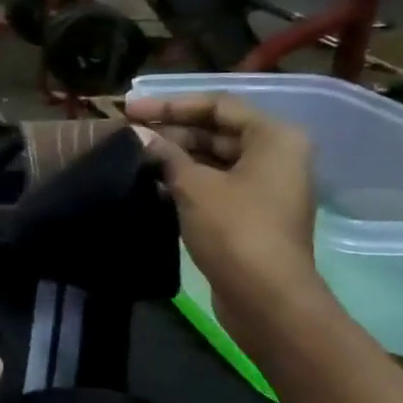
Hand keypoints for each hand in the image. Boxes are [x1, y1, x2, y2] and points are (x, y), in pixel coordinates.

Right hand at [126, 93, 322, 342]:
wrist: (266, 298)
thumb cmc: (235, 230)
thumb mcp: (193, 186)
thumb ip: (165, 155)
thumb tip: (138, 135)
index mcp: (273, 138)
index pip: (217, 105)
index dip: (170, 105)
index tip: (131, 109)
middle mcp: (275, 156)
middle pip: (216, 131)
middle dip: (170, 131)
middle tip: (127, 133)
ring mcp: (264, 187)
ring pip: (212, 159)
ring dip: (174, 157)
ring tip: (132, 156)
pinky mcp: (251, 214)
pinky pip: (214, 184)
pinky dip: (184, 181)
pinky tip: (149, 184)